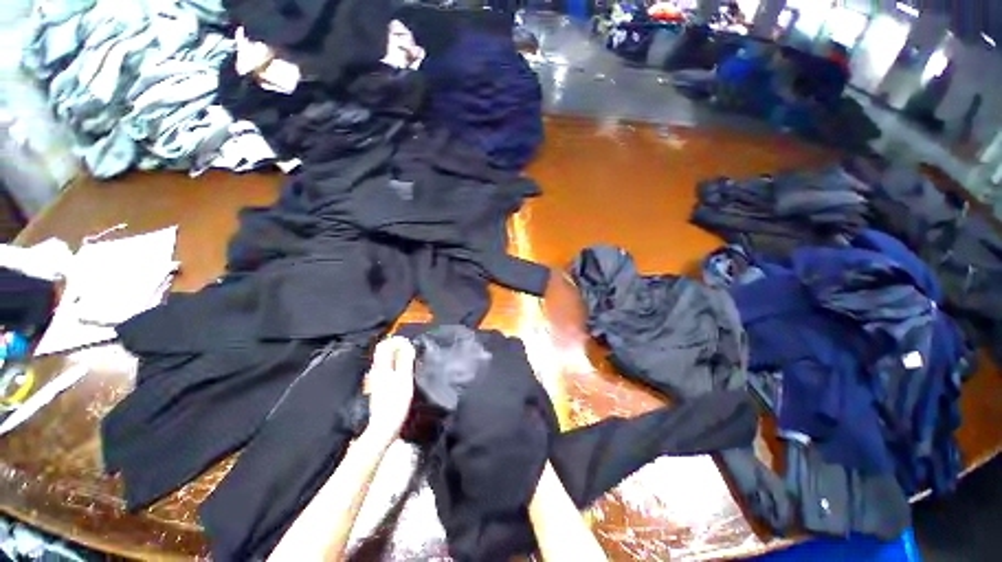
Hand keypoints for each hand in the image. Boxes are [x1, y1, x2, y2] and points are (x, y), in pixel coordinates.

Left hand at [362, 337, 415, 445]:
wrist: (384, 427)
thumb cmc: (396, 403)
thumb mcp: (404, 379)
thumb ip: (405, 361)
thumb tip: (406, 345)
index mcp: (381, 368)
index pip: (384, 345)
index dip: (397, 341)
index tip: (409, 343)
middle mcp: (376, 371)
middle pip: (384, 352)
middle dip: (398, 347)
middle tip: (412, 351)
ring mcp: (376, 380)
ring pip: (386, 361)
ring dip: (398, 357)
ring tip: (411, 360)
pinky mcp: (379, 388)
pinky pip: (387, 370)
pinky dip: (396, 366)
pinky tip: (405, 373)